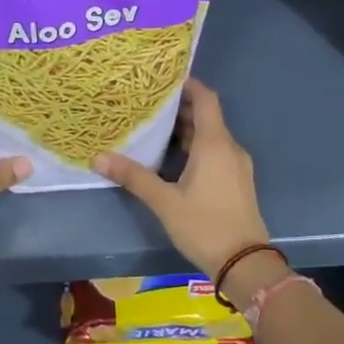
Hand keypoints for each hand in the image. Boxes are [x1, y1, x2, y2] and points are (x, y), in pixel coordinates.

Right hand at [93, 79, 269, 277]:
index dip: (188, 85)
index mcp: (215, 143)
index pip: (206, 99)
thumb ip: (134, 177)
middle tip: (148, 105)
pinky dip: (196, 148)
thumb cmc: (205, 225)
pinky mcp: (237, 182)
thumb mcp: (164, 201)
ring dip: (186, 130)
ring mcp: (236, 166)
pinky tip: (173, 159)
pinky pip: (216, 153)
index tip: (163, 79)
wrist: (245, 263)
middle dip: (179, 109)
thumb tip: (98, 157)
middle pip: (206, 116)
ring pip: (211, 136)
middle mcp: (229, 148)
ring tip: (154, 129)